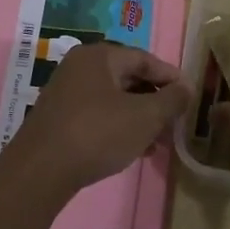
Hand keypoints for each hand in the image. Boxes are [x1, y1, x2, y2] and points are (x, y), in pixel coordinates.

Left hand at [6, 41, 190, 195]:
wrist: (39, 172)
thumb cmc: (97, 133)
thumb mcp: (144, 117)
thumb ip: (171, 100)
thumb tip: (187, 87)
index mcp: (99, 56)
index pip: (145, 58)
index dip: (170, 77)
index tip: (190, 96)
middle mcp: (80, 67)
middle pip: (128, 78)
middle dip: (155, 101)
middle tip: (175, 123)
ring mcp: (65, 93)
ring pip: (114, 99)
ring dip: (139, 117)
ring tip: (158, 143)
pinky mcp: (58, 119)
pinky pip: (97, 114)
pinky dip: (118, 127)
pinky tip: (133, 150)